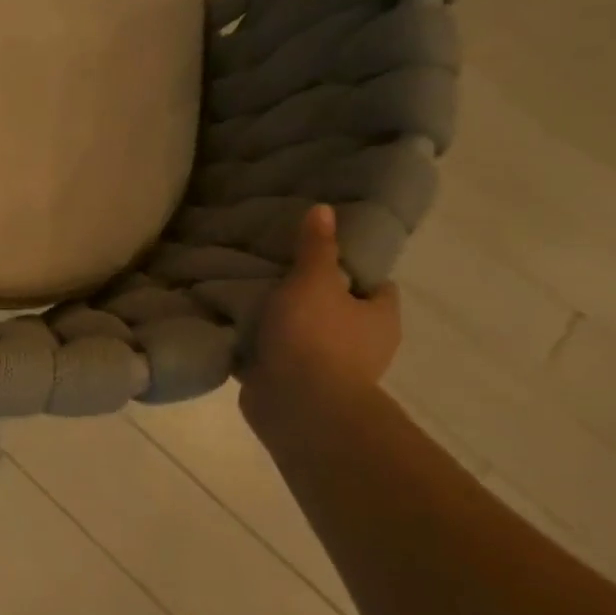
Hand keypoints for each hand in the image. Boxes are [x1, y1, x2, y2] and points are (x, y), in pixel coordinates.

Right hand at [241, 204, 399, 410]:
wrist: (298, 405)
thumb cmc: (316, 336)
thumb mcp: (313, 280)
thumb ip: (316, 247)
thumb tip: (325, 209)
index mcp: (379, 318)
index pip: (376, 285)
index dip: (352, 267)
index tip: (319, 253)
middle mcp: (363, 345)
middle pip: (338, 309)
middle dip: (310, 294)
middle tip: (275, 269)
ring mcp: (329, 368)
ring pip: (306, 334)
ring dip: (283, 322)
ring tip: (249, 294)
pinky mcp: (296, 385)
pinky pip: (278, 357)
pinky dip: (262, 346)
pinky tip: (236, 326)